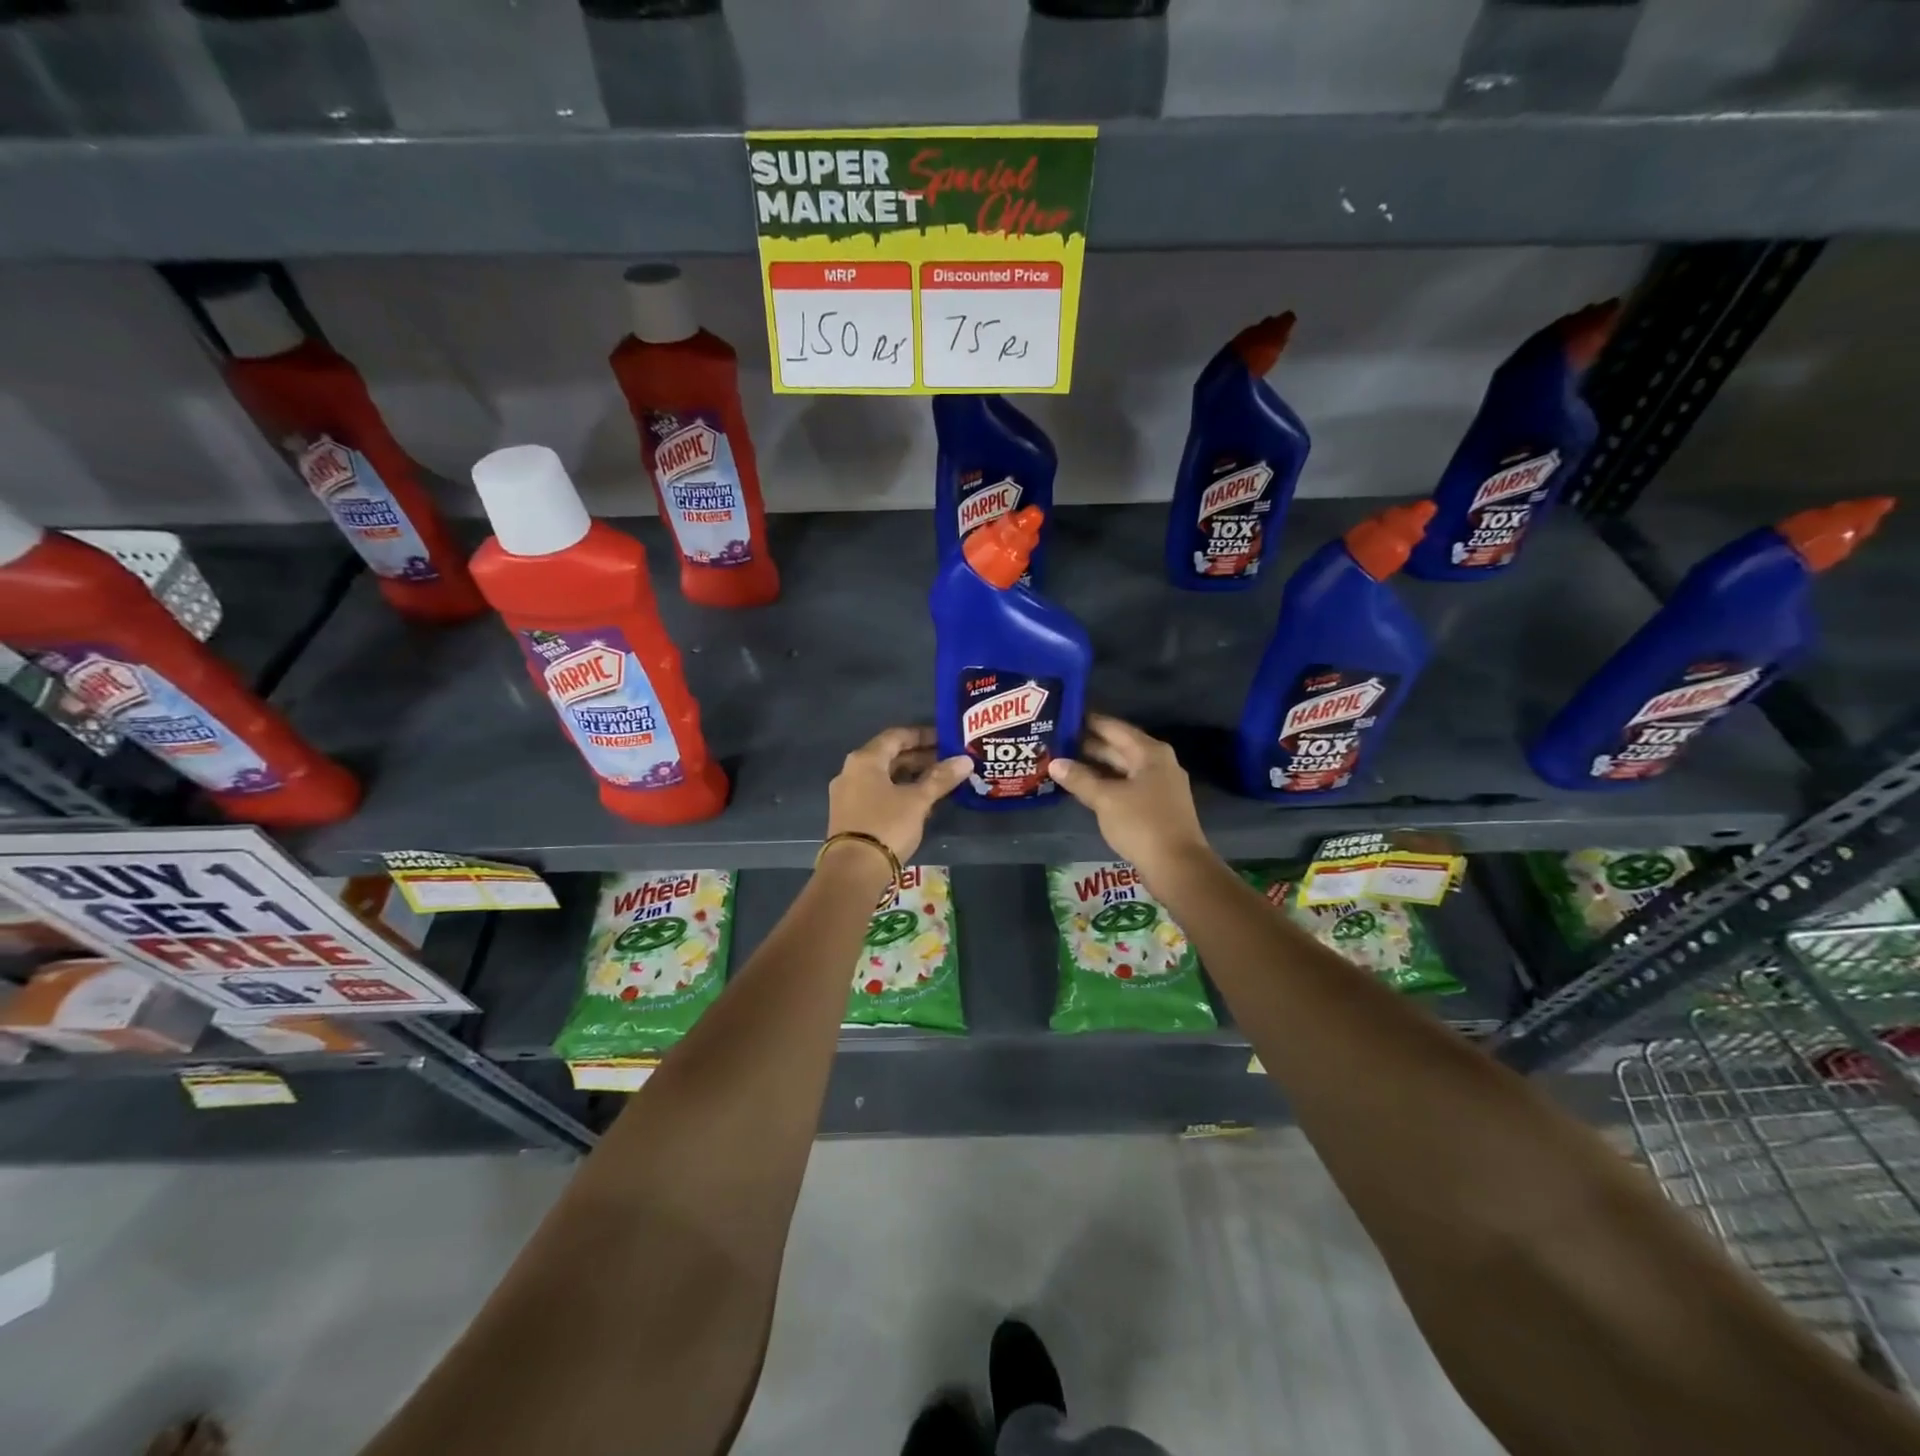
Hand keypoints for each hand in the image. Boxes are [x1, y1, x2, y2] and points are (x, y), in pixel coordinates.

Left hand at [826, 726, 971, 864]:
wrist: (853, 870)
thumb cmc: (886, 825)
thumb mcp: (918, 800)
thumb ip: (941, 778)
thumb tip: (965, 760)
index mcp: (865, 759)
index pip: (896, 736)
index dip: (923, 735)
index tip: (946, 740)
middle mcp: (851, 771)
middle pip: (889, 756)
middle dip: (919, 758)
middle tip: (947, 763)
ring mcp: (847, 794)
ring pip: (883, 777)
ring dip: (910, 776)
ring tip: (939, 782)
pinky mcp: (849, 815)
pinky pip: (877, 793)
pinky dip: (898, 792)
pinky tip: (919, 802)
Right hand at [1047, 714, 1212, 881]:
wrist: (1178, 866)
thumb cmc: (1142, 824)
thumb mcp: (1105, 799)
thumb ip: (1079, 779)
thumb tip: (1055, 763)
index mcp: (1149, 752)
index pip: (1113, 728)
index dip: (1088, 722)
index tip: (1062, 716)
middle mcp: (1157, 763)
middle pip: (1118, 747)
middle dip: (1087, 745)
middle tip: (1055, 741)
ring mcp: (1158, 785)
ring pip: (1121, 768)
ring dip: (1094, 767)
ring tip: (1062, 763)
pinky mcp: (1155, 806)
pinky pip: (1125, 786)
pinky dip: (1105, 784)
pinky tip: (1083, 787)